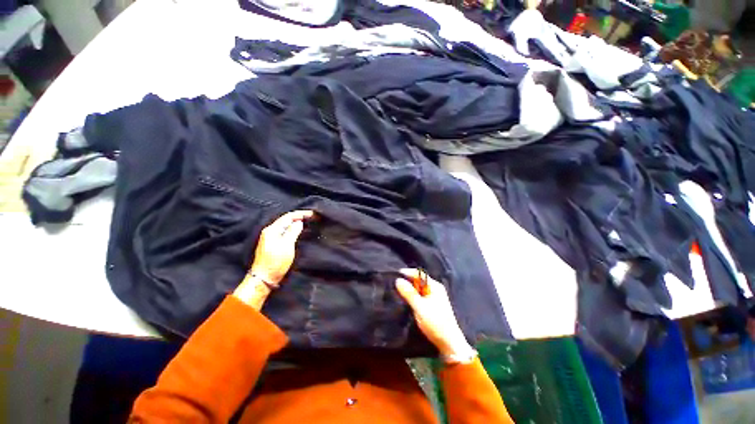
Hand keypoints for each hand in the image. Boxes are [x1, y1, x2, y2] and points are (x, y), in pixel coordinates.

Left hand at [234, 210, 313, 309]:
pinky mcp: (272, 243)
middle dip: (299, 217)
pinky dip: (293, 229)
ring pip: (285, 225)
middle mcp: (270, 231)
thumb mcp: (287, 245)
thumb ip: (293, 231)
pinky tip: (299, 230)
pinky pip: (284, 231)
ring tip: (308, 222)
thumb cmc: (276, 262)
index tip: (313, 213)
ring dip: (296, 222)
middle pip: (286, 219)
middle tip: (312, 217)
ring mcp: (270, 237)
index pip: (288, 216)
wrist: (264, 278)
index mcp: (272, 229)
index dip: (301, 214)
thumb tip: (299, 222)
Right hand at [395, 269, 472, 360]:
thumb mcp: (419, 307)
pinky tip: (407, 299)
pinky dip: (414, 295)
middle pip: (420, 280)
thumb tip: (398, 280)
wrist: (449, 343)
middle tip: (395, 283)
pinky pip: (421, 295)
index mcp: (435, 286)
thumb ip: (408, 293)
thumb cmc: (435, 323)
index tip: (395, 274)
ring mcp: (435, 297)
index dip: (408, 272)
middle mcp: (436, 289)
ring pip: (420, 288)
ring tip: (398, 290)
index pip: (419, 274)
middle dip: (408, 280)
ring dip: (410, 288)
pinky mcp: (433, 305)